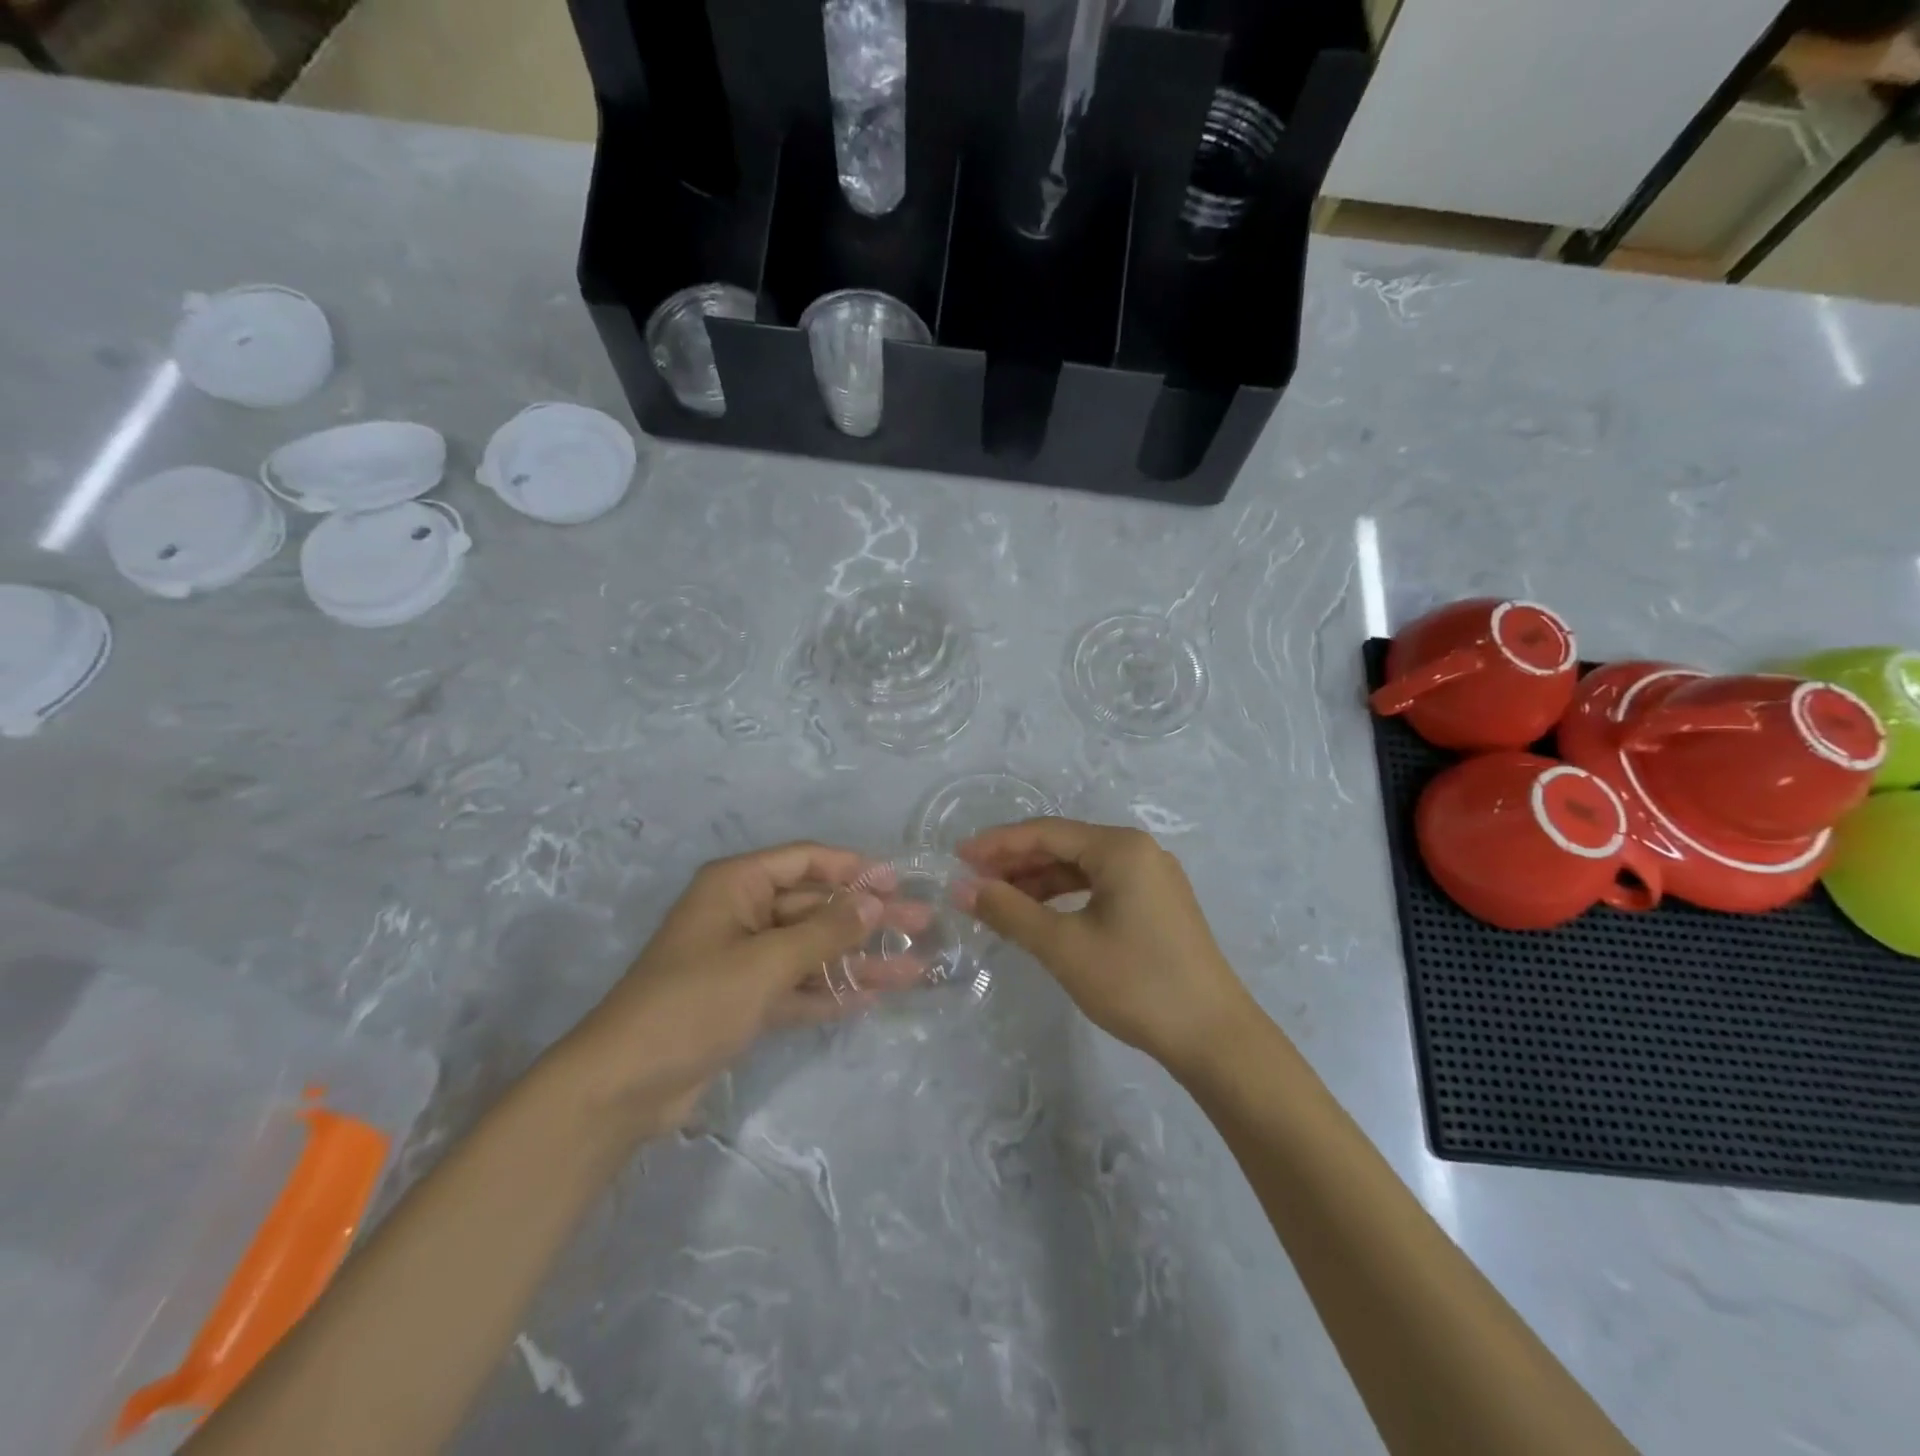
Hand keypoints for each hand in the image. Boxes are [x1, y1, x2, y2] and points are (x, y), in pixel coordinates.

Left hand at [561, 843, 883, 1137]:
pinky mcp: (745, 1002)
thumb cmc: (693, 1003)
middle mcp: (742, 914)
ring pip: (813, 949)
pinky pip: (798, 985)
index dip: (853, 867)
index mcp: (737, 885)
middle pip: (816, 906)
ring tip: (915, 968)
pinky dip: (831, 990)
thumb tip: (875, 901)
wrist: (623, 1087)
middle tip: (922, 925)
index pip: (805, 860)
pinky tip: (873, 996)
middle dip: (868, 918)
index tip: (898, 882)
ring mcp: (744, 960)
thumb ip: (825, 931)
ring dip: (859, 958)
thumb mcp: (765, 962)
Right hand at [958, 819, 1254, 1075]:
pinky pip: (1101, 887)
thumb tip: (963, 888)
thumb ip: (1009, 911)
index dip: (997, 843)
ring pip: (1082, 868)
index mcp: (1120, 848)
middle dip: (1016, 862)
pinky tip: (1041, 915)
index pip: (1046, 832)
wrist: (1213, 1036)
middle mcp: (1139, 850)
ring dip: (1039, 881)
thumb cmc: (1135, 982)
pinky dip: (1066, 897)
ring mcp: (1153, 878)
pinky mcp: (1157, 905)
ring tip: (998, 900)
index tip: (957, 857)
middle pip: (1064, 845)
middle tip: (972, 880)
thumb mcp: (1063, 946)